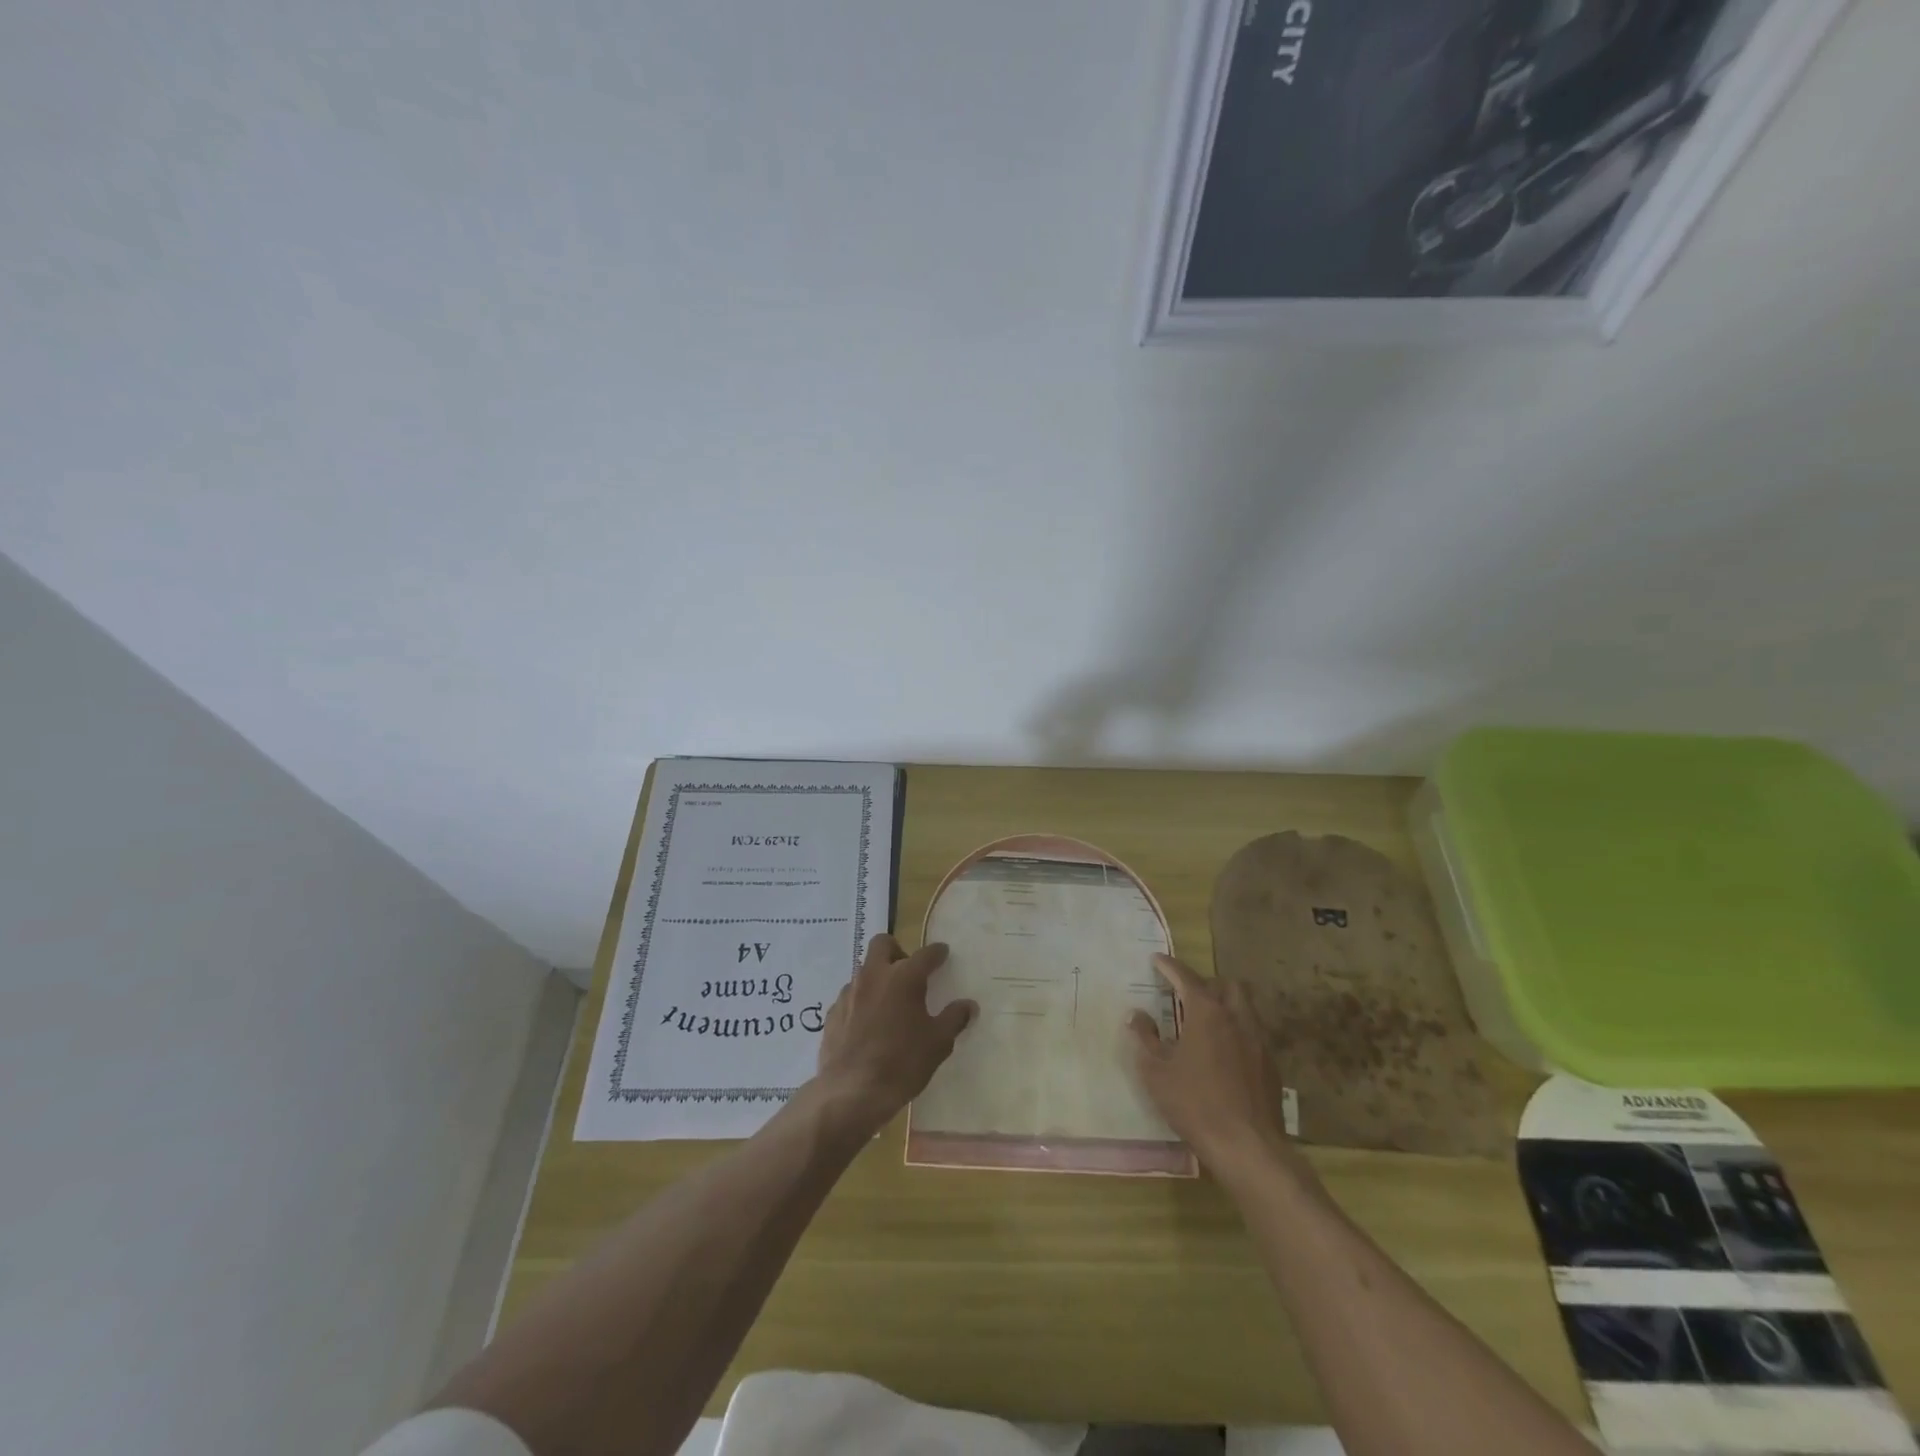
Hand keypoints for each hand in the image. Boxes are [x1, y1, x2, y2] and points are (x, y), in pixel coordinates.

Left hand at [812, 935, 976, 1136]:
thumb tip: (969, 1005)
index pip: (925, 954)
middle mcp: (874, 975)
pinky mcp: (833, 1012)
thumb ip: (954, 1019)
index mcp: (904, 977)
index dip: (937, 952)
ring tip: (889, 1002)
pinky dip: (862, 1001)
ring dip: (878, 977)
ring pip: (864, 970)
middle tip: (908, 971)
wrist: (851, 1092)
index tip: (943, 953)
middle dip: (897, 950)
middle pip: (883, 944)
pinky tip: (868, 1024)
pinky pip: (850, 995)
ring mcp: (850, 992)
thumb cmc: (902, 1063)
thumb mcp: (938, 1043)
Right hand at [1128, 953, 1300, 1181]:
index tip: (1157, 960)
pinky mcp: (1271, 1066)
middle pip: (1226, 985)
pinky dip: (1236, 1033)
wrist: (1247, 1146)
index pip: (1186, 977)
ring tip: (1206, 1024)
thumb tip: (1137, 1015)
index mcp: (1207, 1012)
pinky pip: (1253, 1035)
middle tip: (1187, 995)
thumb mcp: (1156, 1071)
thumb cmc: (1194, 1103)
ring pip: (1244, 1008)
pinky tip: (1224, 1056)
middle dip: (1207, 984)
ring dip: (1225, 1006)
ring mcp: (1258, 1041)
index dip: (1169, 966)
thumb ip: (1145, 1038)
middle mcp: (1236, 1018)